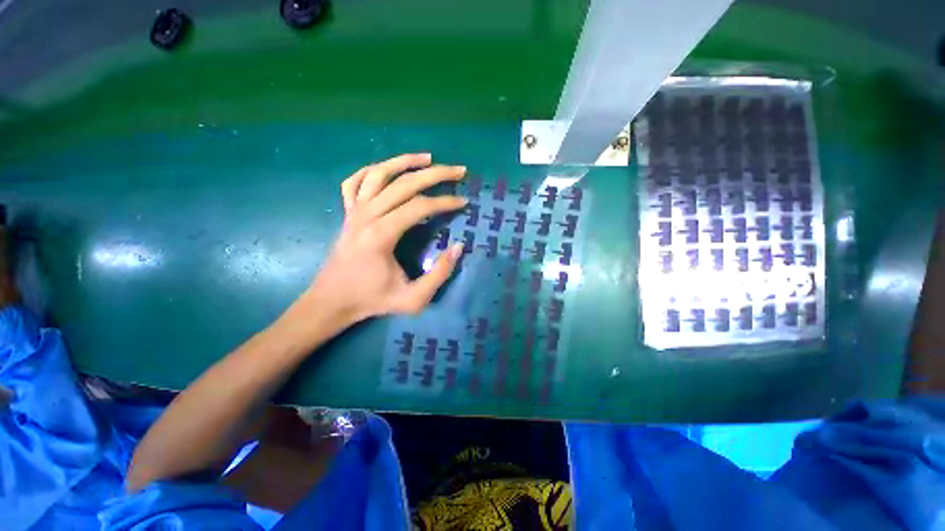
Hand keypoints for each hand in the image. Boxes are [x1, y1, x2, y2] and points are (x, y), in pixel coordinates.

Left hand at [303, 153, 466, 325]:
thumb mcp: (413, 299)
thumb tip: (458, 247)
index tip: (463, 202)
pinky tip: (386, 169)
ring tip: (428, 158)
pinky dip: (371, 170)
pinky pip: (355, 182)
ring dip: (404, 161)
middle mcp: (367, 216)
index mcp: (381, 235)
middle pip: (404, 183)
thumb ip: (439, 275)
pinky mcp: (347, 213)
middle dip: (435, 174)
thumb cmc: (372, 300)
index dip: (445, 202)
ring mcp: (354, 211)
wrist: (332, 301)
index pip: (419, 206)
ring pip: (379, 173)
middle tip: (458, 170)